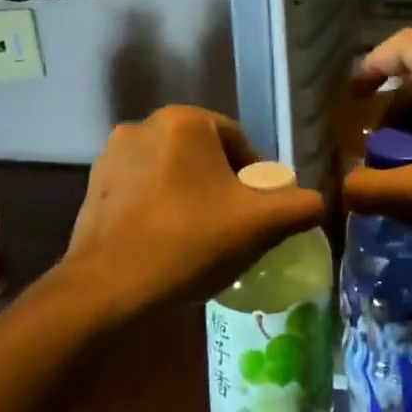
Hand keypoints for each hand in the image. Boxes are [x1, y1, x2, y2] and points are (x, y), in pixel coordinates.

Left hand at [58, 106, 324, 314]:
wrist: (109, 290)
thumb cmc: (190, 241)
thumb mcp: (261, 224)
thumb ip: (300, 206)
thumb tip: (318, 203)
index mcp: (185, 120)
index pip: (238, 141)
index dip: (255, 178)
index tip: (258, 213)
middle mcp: (144, 125)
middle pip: (204, 155)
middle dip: (222, 186)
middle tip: (233, 226)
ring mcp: (112, 157)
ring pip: (171, 173)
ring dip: (189, 196)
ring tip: (199, 238)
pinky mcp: (92, 188)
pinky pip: (141, 191)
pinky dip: (158, 209)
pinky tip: (166, 244)